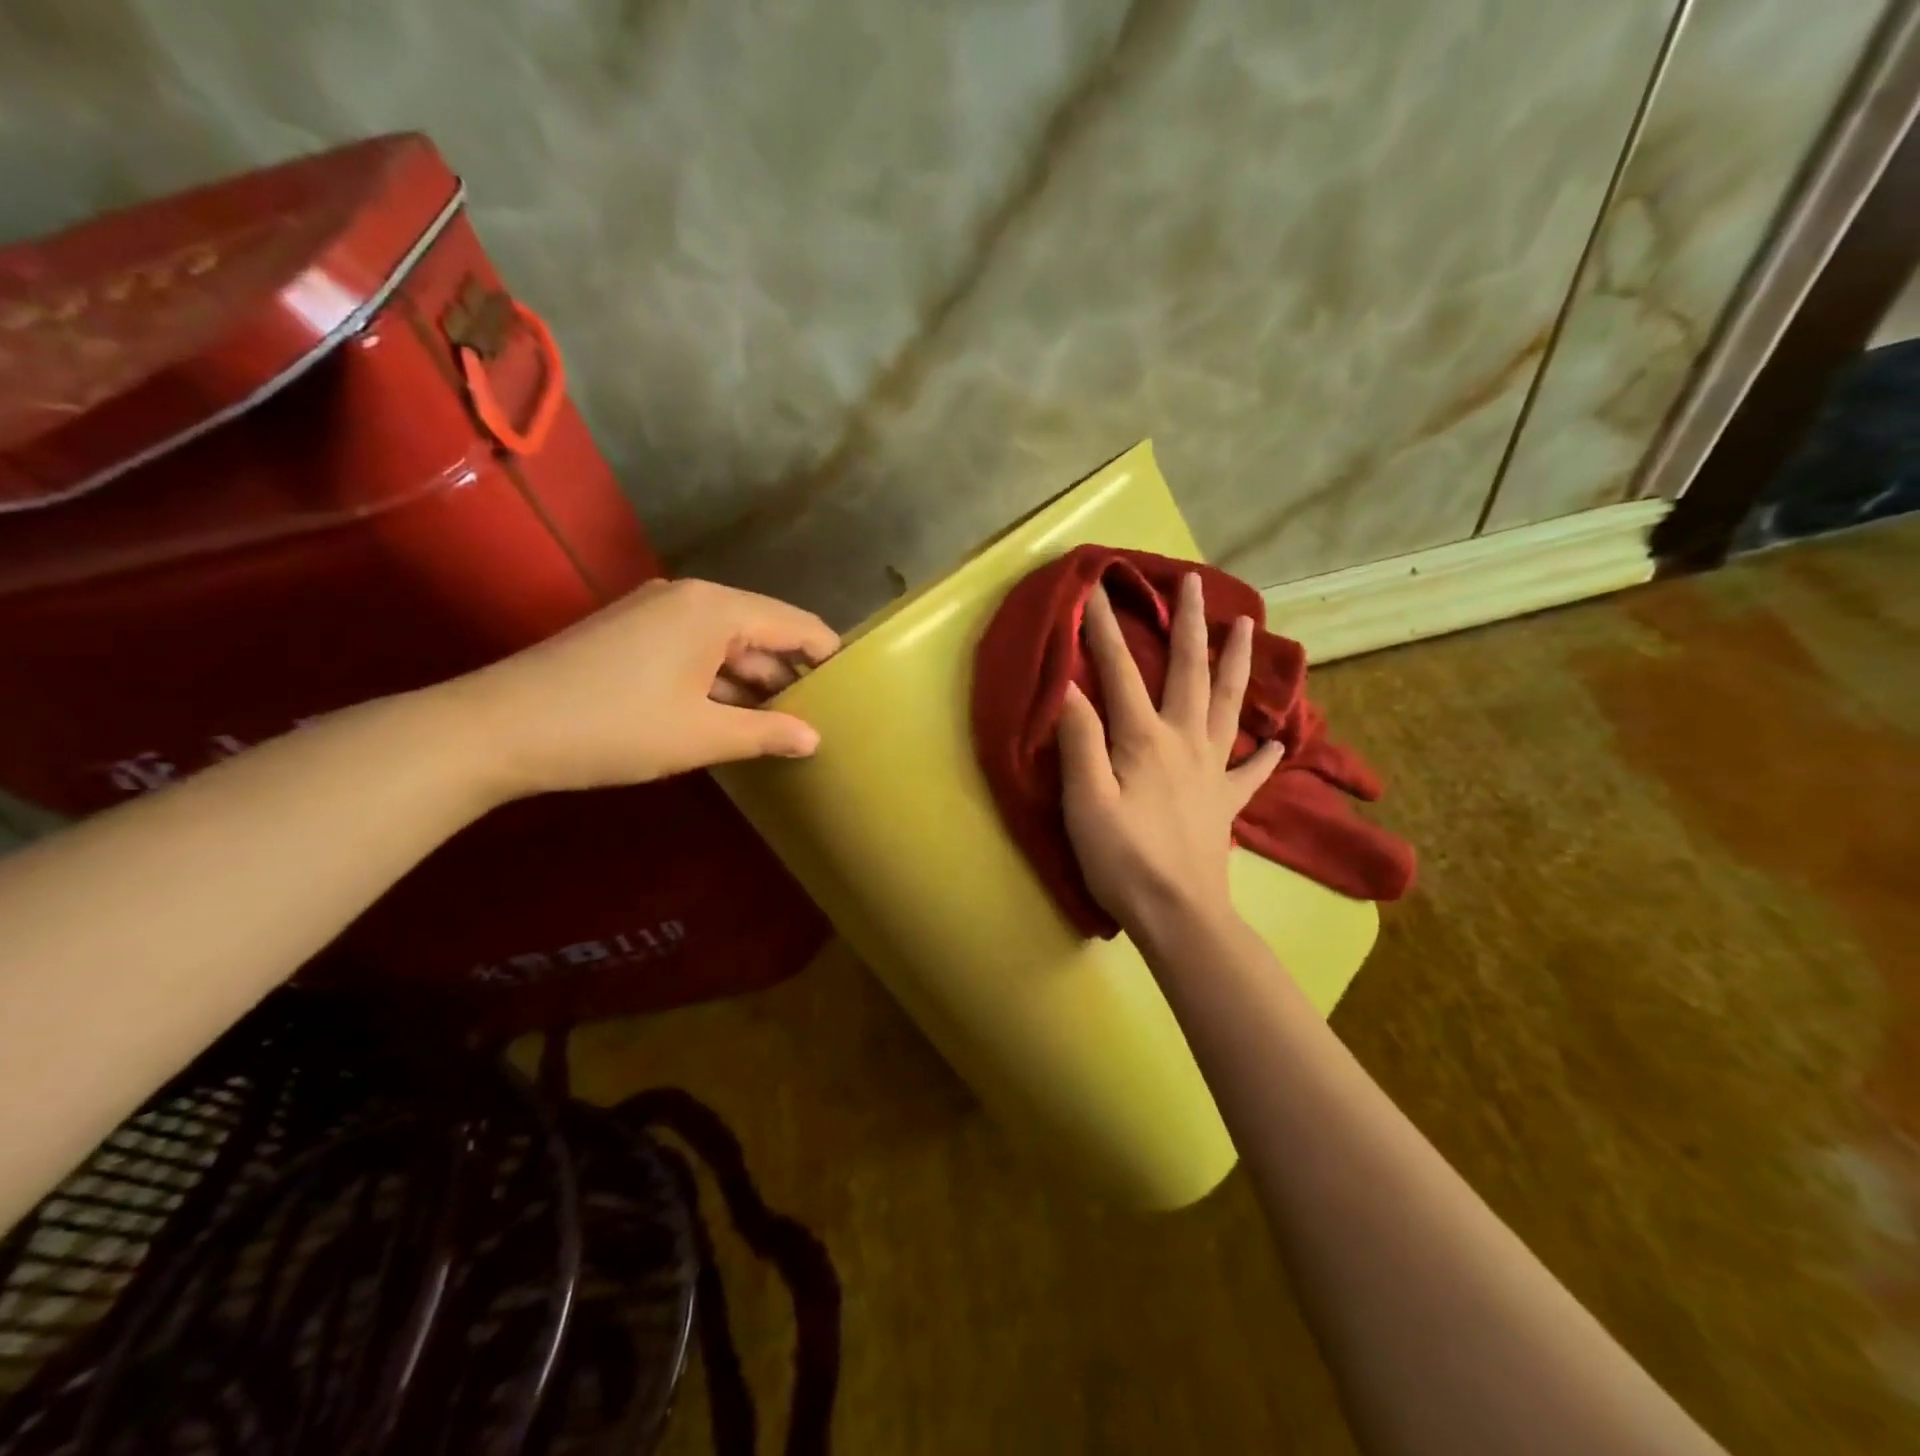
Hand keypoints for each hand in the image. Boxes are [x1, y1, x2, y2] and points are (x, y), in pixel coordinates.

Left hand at [443, 578, 838, 798]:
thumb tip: (814, 739)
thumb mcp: (701, 735)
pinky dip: (718, 682)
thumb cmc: (614, 727)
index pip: (796, 624)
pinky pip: (695, 652)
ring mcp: (656, 614)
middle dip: (790, 675)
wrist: (499, 728)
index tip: (854, 691)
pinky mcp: (632, 635)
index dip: (828, 657)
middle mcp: (690, 599)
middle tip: (821, 718)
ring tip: (783, 727)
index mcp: (715, 609)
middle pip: (762, 631)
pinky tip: (731, 718)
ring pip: (727, 644)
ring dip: (753, 683)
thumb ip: (766, 733)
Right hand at [1057, 572, 1283, 936]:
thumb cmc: (1123, 859)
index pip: (1120, 672)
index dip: (1104, 630)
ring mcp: (1213, 770)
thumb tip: (1070, 686)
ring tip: (1249, 626)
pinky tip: (1280, 736)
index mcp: (1145, 739)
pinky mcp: (1227, 801)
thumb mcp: (1085, 801)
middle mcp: (1185, 742)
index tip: (1096, 588)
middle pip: (1191, 673)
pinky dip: (1267, 748)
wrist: (1179, 913)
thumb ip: (1079, 741)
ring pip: (1230, 704)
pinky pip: (1253, 767)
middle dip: (1190, 624)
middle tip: (1194, 582)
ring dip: (1237, 663)